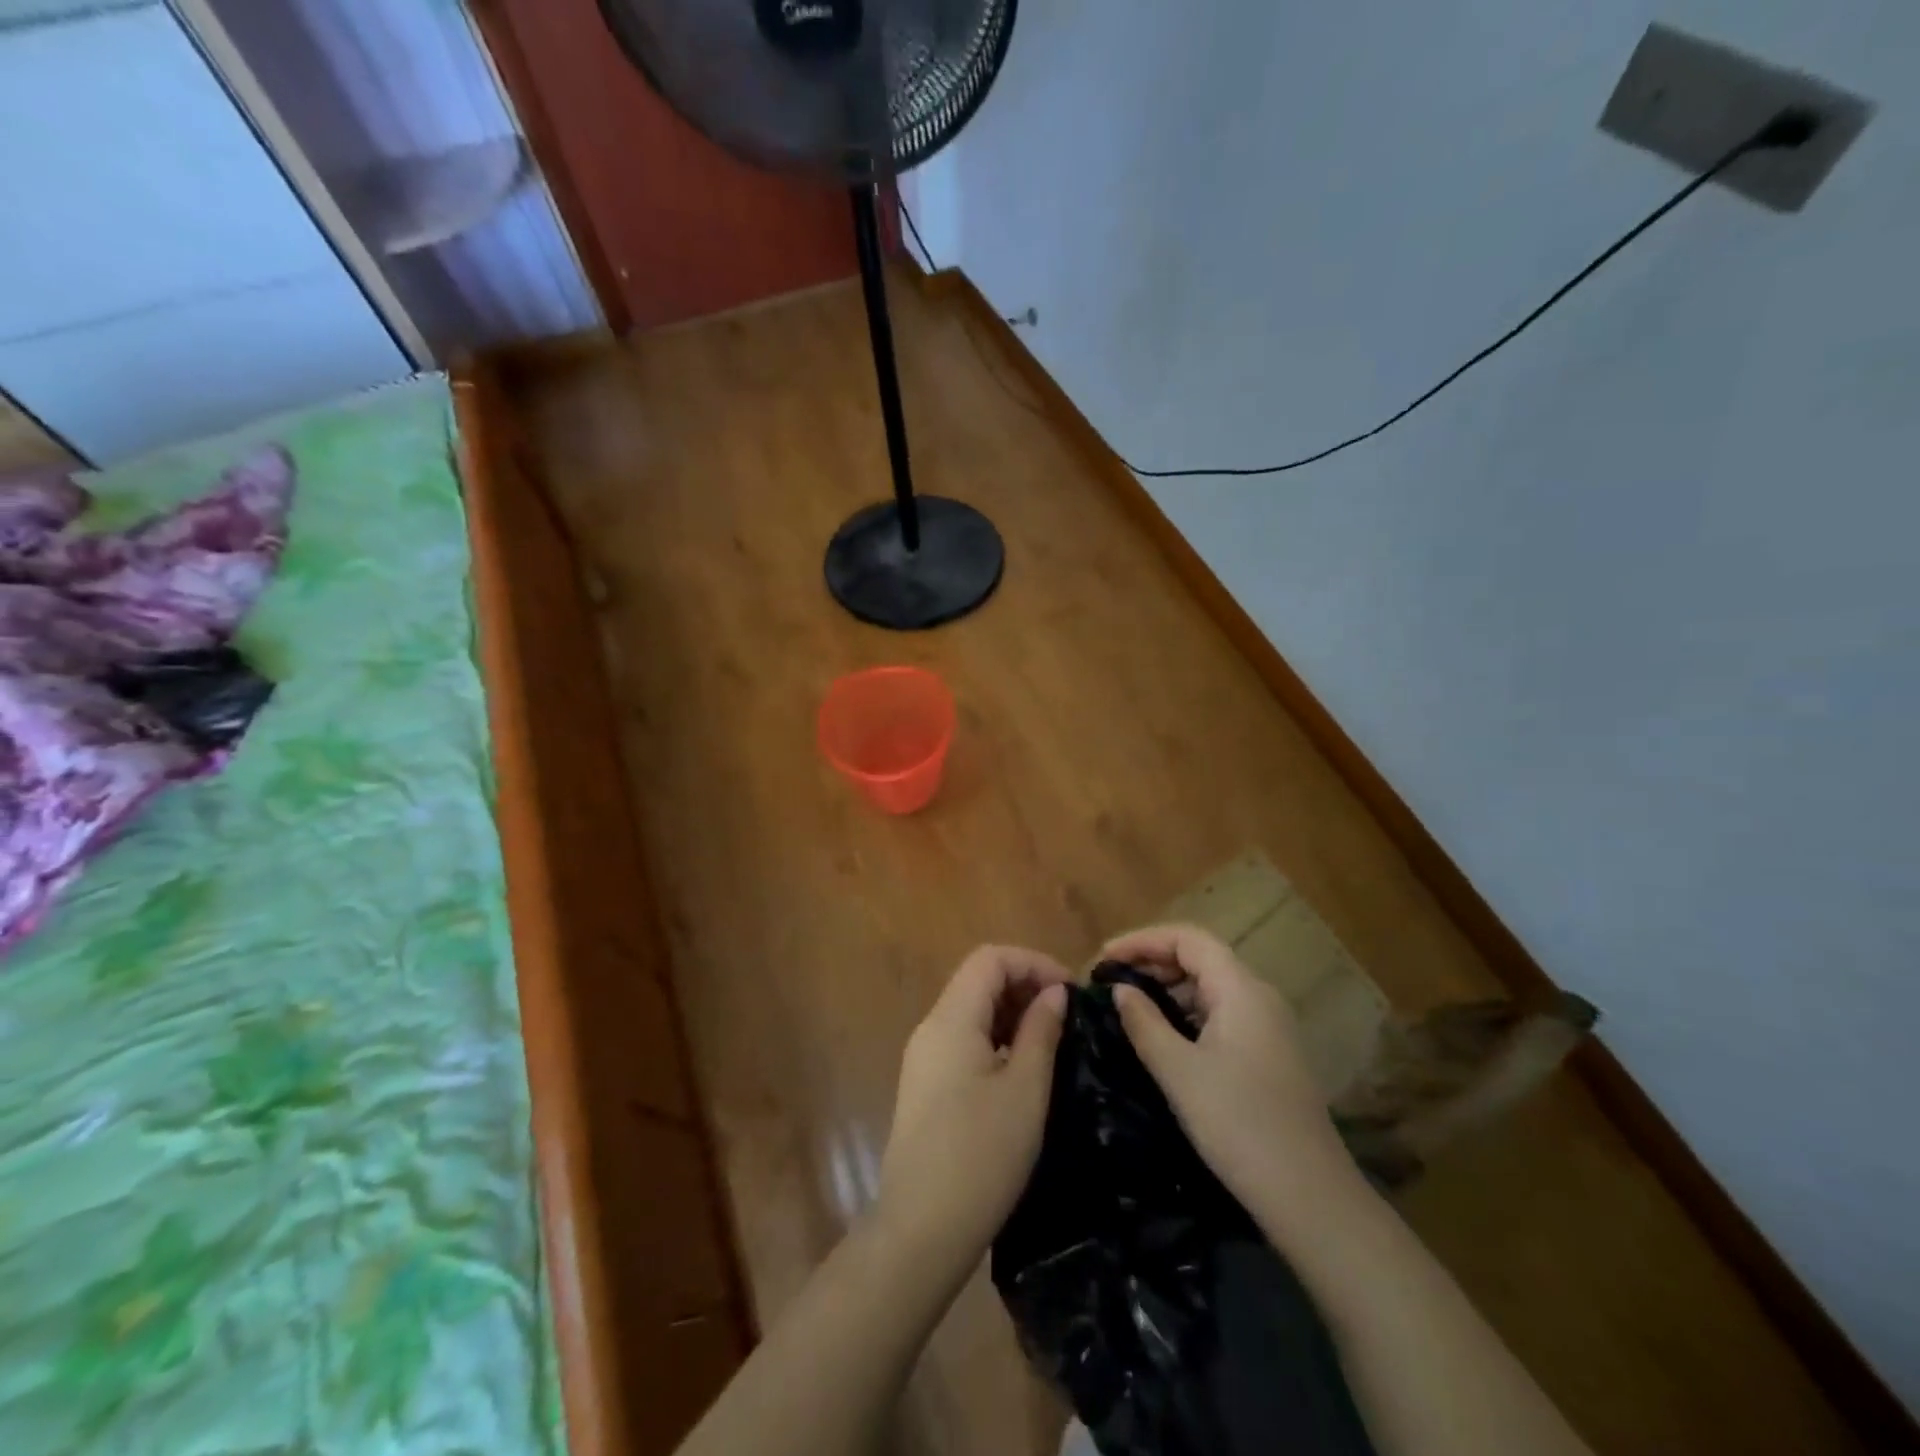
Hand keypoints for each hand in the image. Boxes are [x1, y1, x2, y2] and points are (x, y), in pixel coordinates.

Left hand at [874, 945, 1070, 1278]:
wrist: (921, 1229)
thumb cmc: (981, 1155)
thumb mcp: (1025, 1090)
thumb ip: (1041, 1031)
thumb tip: (1055, 993)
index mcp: (951, 1019)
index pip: (990, 959)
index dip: (1033, 963)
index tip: (1071, 991)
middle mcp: (931, 1027)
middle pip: (978, 979)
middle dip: (1024, 985)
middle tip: (1067, 1016)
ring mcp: (924, 1057)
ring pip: (971, 1010)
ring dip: (1012, 1012)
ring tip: (1052, 1039)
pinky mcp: (925, 1084)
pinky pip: (963, 1039)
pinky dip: (996, 1037)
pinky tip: (1022, 1067)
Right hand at [1105, 923, 1359, 1223]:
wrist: (1310, 1199)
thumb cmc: (1239, 1125)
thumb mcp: (1179, 1072)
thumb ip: (1144, 1022)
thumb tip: (1121, 990)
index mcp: (1241, 989)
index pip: (1187, 938)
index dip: (1142, 940)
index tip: (1103, 959)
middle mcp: (1259, 997)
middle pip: (1200, 957)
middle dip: (1152, 961)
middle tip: (1109, 982)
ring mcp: (1268, 1026)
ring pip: (1210, 986)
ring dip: (1168, 988)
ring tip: (1127, 1005)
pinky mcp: (1268, 1054)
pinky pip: (1220, 1013)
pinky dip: (1186, 1012)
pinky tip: (1162, 1035)